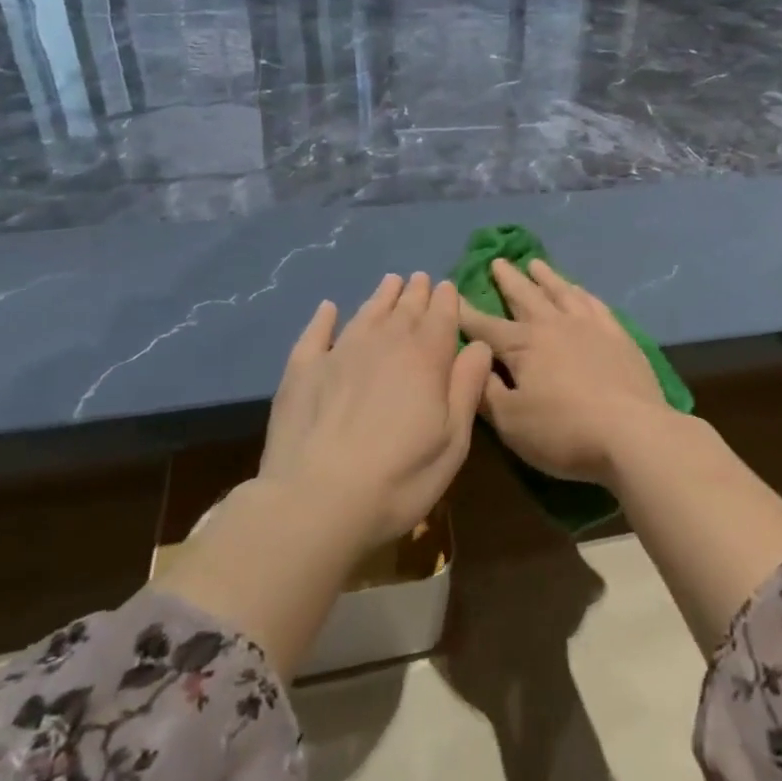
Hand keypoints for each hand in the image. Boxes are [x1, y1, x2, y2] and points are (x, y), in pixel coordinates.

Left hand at [260, 272, 491, 553]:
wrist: (316, 501)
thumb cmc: (400, 478)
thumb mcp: (453, 441)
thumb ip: (467, 387)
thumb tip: (479, 345)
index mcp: (425, 358)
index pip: (441, 316)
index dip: (446, 300)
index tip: (447, 287)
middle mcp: (384, 343)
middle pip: (404, 309)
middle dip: (416, 293)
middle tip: (421, 279)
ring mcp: (339, 353)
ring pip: (366, 313)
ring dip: (381, 296)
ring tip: (391, 282)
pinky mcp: (302, 370)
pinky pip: (316, 333)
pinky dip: (324, 317)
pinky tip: (328, 308)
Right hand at [457, 258, 670, 484]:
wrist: (632, 432)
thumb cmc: (564, 431)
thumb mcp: (511, 422)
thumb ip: (486, 392)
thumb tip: (471, 363)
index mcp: (523, 346)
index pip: (486, 326)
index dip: (466, 313)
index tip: (451, 295)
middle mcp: (554, 326)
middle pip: (526, 296)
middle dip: (509, 280)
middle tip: (498, 261)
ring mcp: (591, 327)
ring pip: (562, 292)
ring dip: (547, 277)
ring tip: (536, 263)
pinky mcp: (619, 336)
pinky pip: (595, 304)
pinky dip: (582, 293)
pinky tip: (580, 290)